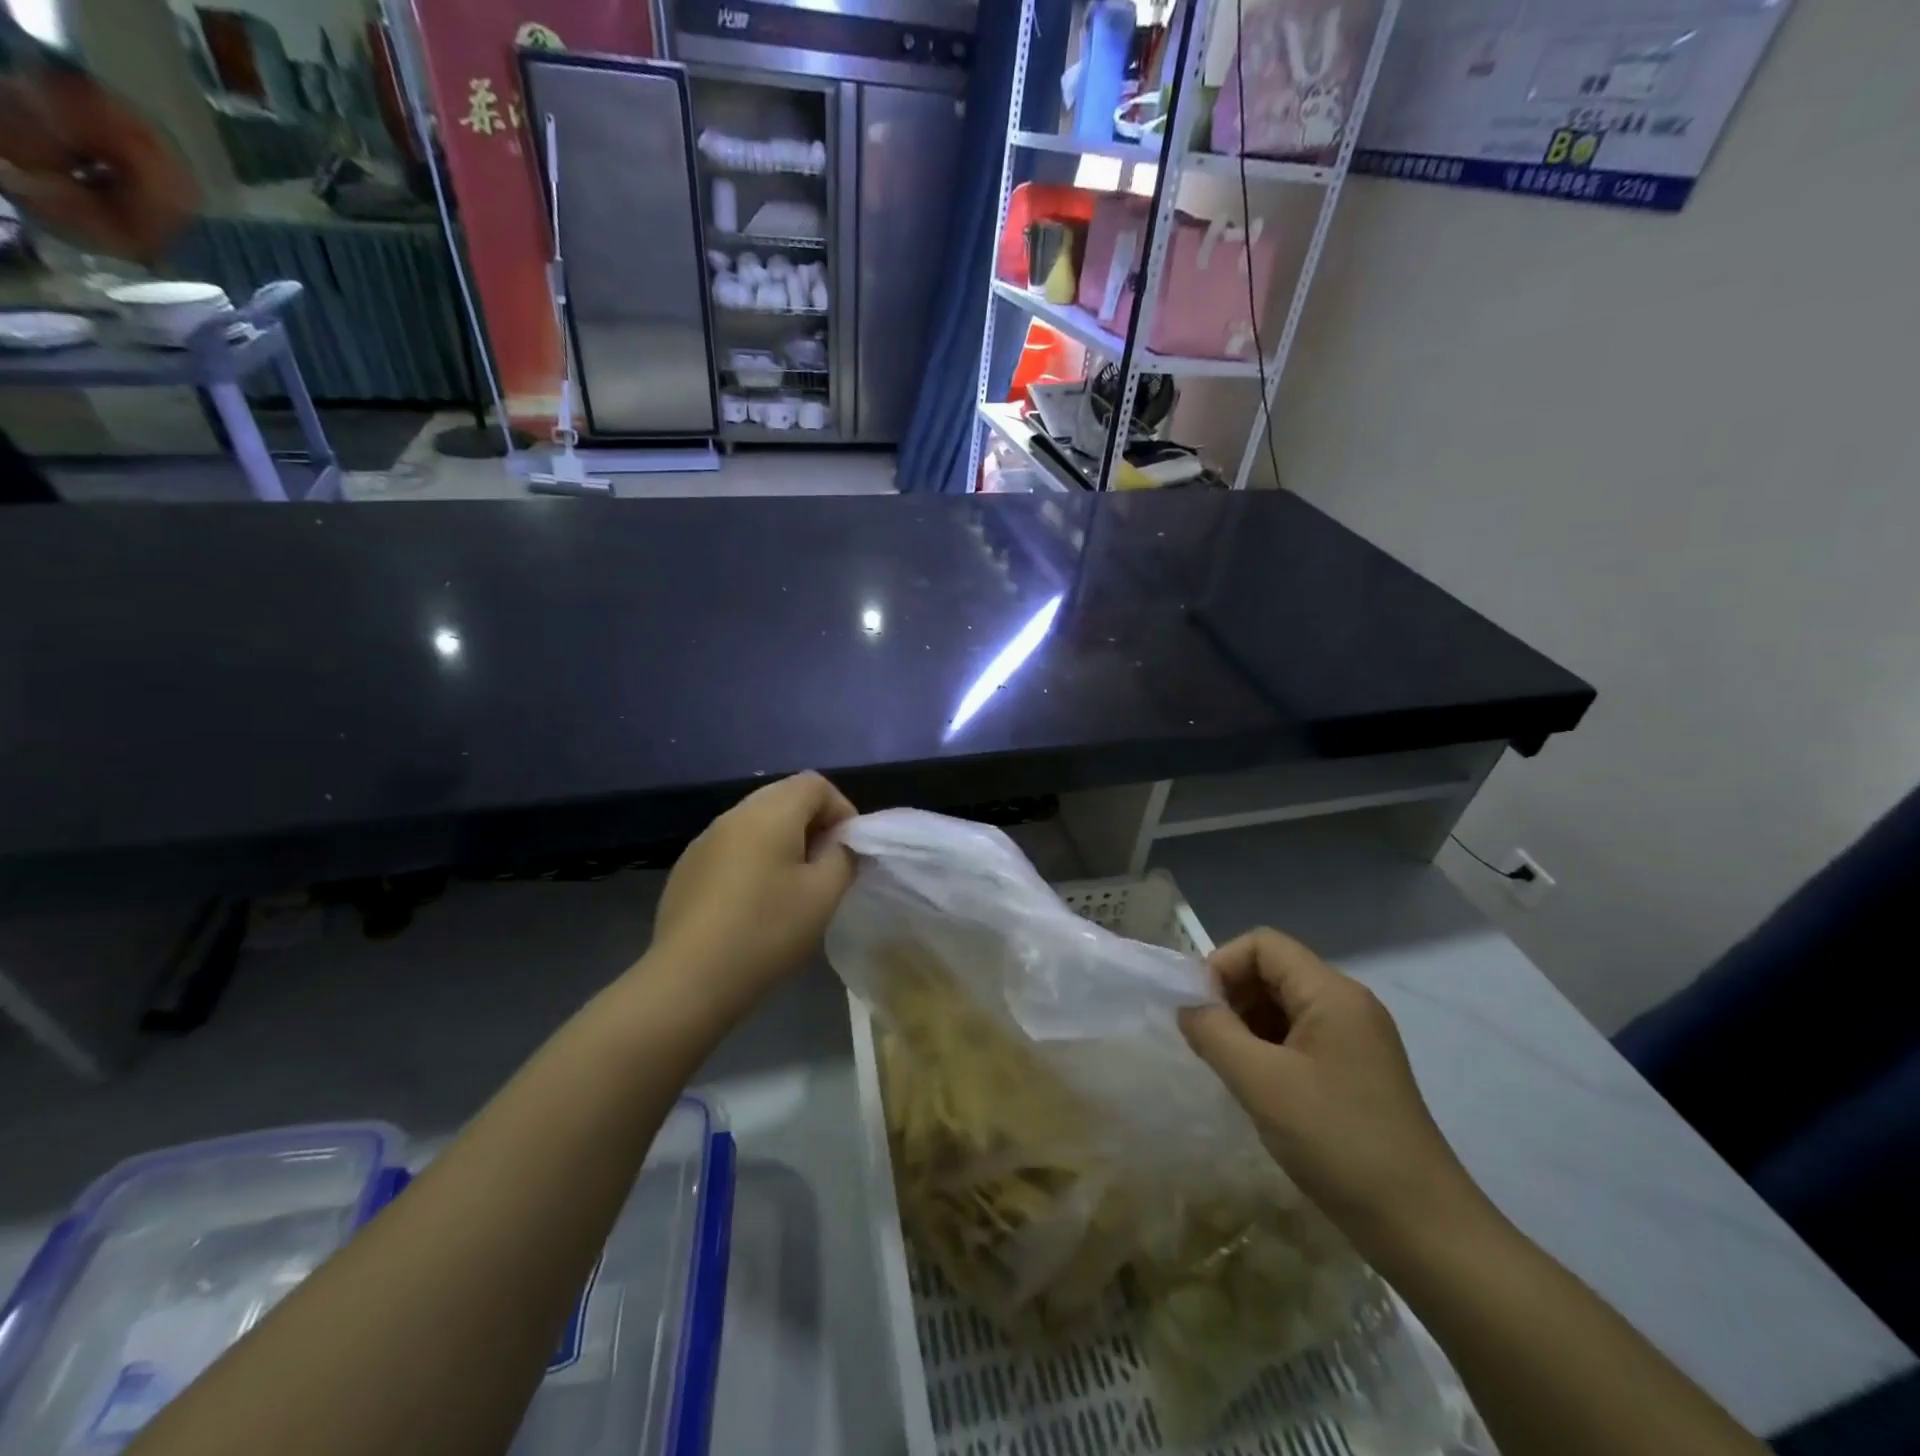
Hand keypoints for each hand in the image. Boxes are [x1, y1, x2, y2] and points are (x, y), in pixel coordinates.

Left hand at [647, 772, 857, 1015]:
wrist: (689, 979)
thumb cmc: (767, 930)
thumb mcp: (825, 894)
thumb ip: (843, 857)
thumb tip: (838, 844)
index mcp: (770, 812)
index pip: (816, 784)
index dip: (842, 810)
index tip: (848, 850)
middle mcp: (734, 814)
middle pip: (784, 797)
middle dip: (813, 825)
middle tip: (825, 868)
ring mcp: (704, 840)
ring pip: (756, 823)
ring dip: (783, 842)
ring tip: (792, 887)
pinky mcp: (687, 868)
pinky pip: (732, 847)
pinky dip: (753, 860)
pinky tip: (753, 904)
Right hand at [1178, 928, 1481, 1249]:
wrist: (1423, 1230)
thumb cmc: (1338, 1142)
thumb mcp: (1261, 1083)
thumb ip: (1213, 1032)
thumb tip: (1187, 1006)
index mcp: (1332, 993)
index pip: (1263, 945)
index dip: (1222, 965)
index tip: (1198, 1009)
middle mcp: (1347, 1004)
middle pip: (1273, 971)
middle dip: (1231, 996)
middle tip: (1206, 1040)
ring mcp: (1356, 1039)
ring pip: (1284, 1006)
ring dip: (1246, 1024)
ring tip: (1227, 1066)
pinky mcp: (1356, 1071)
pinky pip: (1299, 1037)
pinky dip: (1268, 1049)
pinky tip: (1256, 1086)